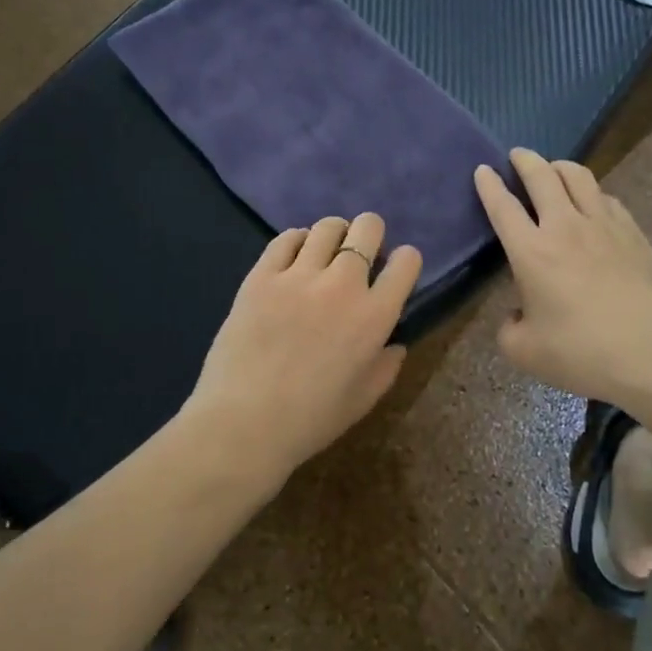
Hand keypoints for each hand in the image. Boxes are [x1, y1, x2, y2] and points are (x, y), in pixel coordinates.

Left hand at [184, 213, 421, 485]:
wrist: (244, 423)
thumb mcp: (364, 399)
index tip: (394, 270)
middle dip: (371, 233)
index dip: (404, 261)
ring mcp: (298, 276)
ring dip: (334, 234)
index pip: (407, 261)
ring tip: (326, 252)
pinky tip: (294, 257)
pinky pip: (285, 239)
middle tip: (360, 253)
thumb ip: (387, 366)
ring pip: (326, 227)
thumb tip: (394, 343)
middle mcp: (342, 285)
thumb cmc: (311, 420)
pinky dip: (297, 241)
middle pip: (367, 228)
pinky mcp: (261, 276)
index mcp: (375, 316)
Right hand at [474, 150, 651, 407]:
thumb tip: (517, 314)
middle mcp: (565, 227)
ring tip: (553, 169)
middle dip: (524, 160)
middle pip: (542, 176)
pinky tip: (592, 202)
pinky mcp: (633, 234)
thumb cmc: (580, 353)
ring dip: (560, 166)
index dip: (489, 185)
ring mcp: (604, 226)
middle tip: (517, 155)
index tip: (483, 170)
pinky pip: (607, 198)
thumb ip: (508, 328)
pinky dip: (592, 192)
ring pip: (579, 177)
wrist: (651, 354)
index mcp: (531, 252)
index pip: (503, 206)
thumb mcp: (523, 351)